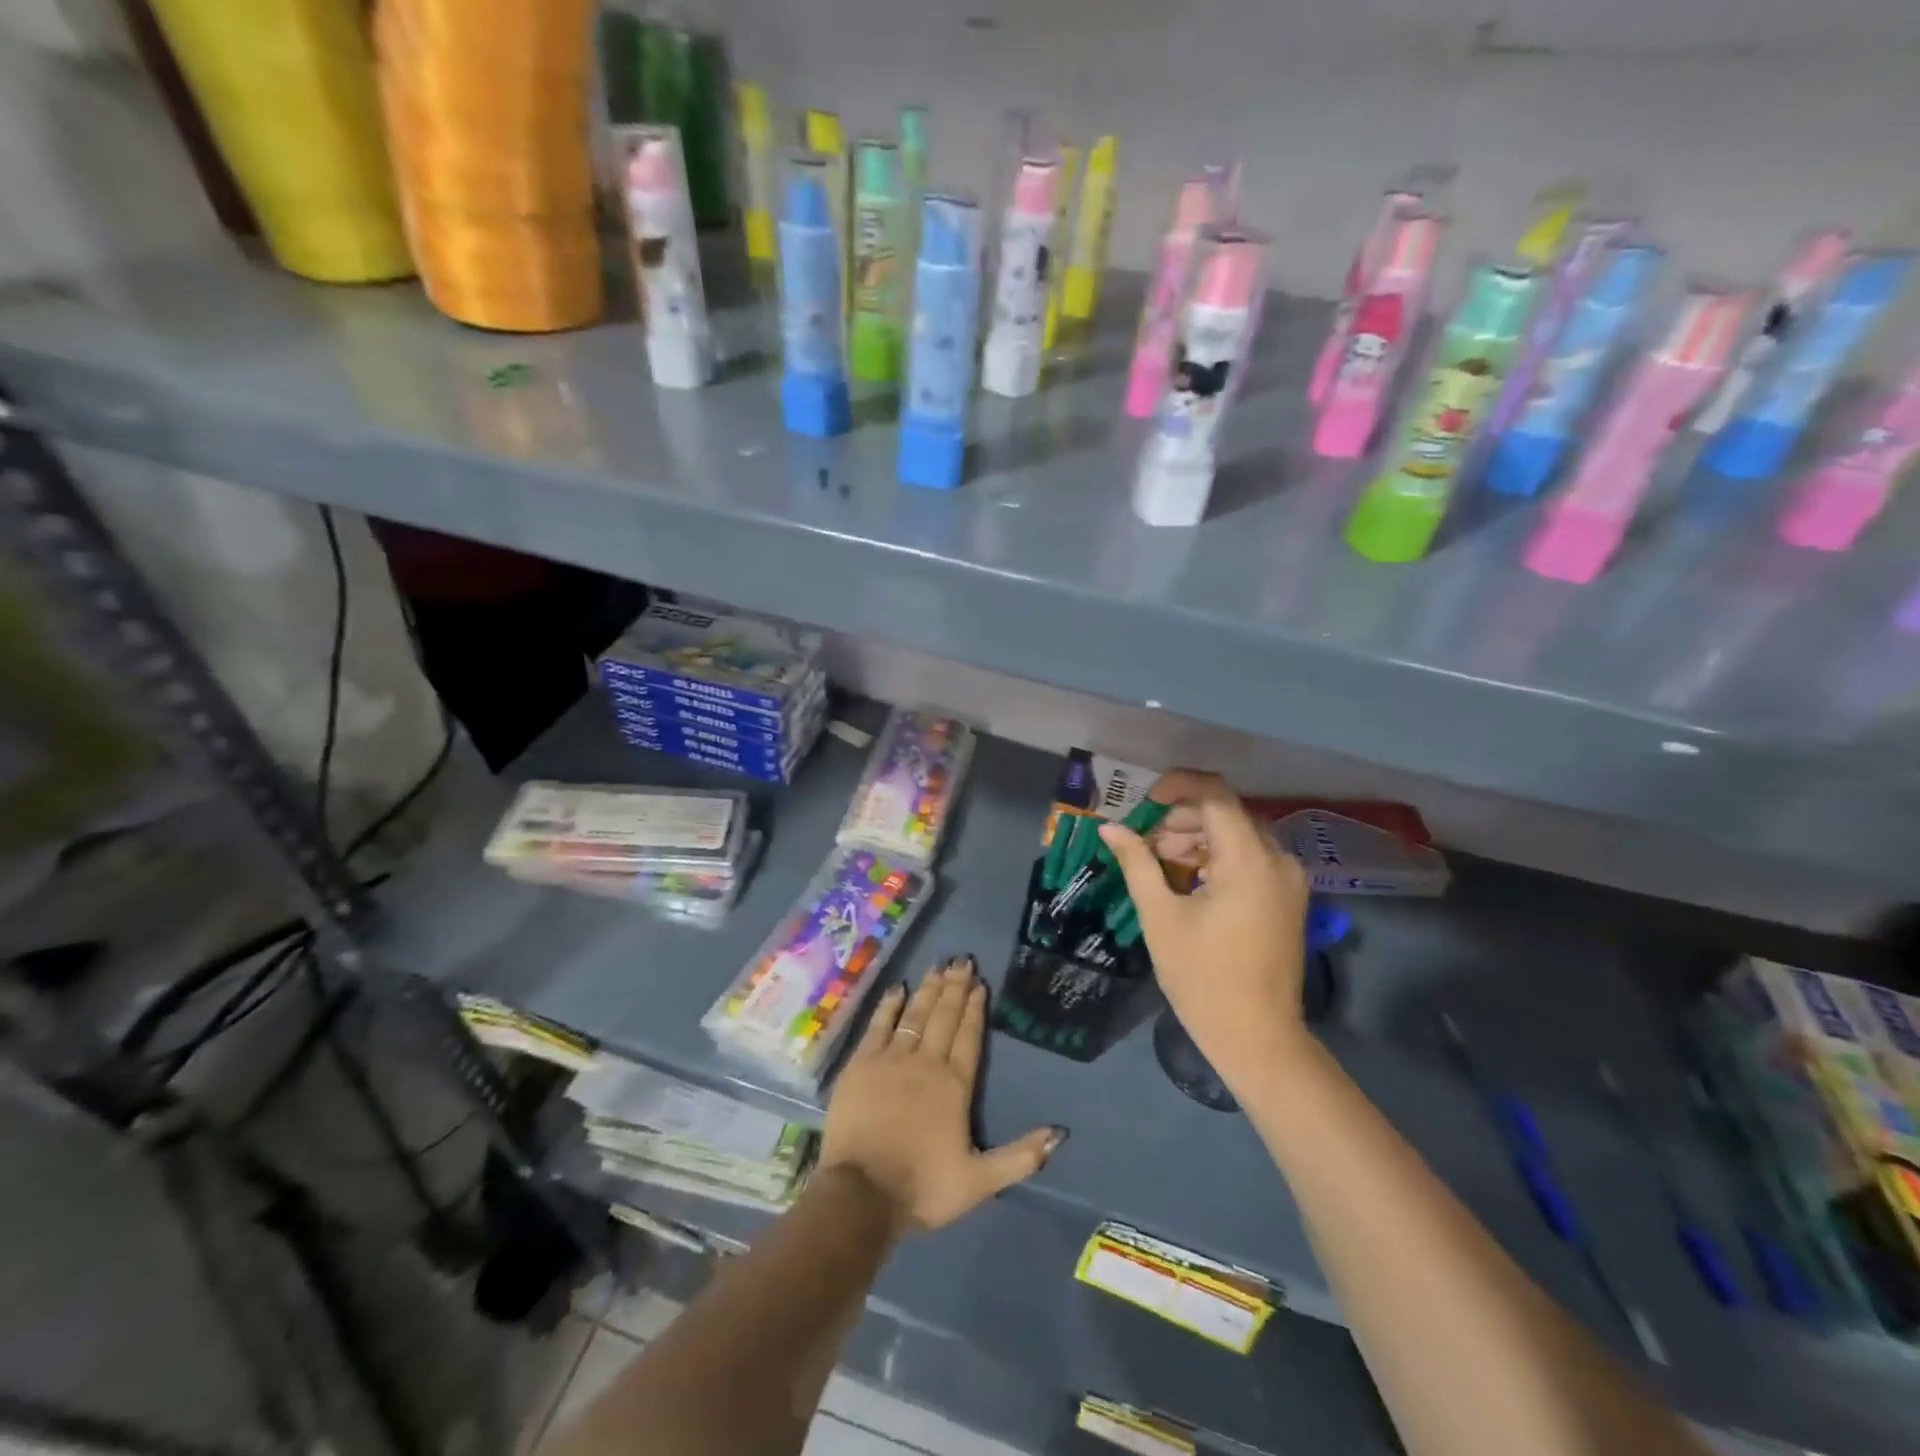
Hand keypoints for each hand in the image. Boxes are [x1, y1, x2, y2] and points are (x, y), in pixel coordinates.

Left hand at [820, 956, 1065, 1232]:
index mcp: (954, 1086)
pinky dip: (890, 1006)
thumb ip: (1021, 1157)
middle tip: (962, 960)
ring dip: (928, 989)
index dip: (975, 1009)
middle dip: (955, 988)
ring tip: (938, 966)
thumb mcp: (979, 1181)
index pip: (968, 1037)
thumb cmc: (922, 1188)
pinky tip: (898, 989)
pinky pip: (878, 1025)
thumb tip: (1060, 1134)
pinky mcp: (861, 1064)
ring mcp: (891, 1060)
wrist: (861, 1194)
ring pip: (915, 1015)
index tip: (980, 983)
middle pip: (943, 1017)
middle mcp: (926, 1063)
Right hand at [1099, 770, 1311, 1089]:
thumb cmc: (1202, 976)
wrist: (1256, 1036)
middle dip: (1184, 819)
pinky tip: (1190, 880)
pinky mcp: (1288, 899)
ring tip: (1162, 862)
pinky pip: (1252, 859)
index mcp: (1248, 860)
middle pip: (1228, 814)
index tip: (1145, 800)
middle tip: (1147, 841)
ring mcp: (1289, 881)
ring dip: (1200, 838)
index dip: (1178, 787)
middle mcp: (1278, 860)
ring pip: (1240, 836)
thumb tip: (1109, 828)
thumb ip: (1137, 863)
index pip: (1216, 796)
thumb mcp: (1160, 915)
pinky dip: (1219, 858)